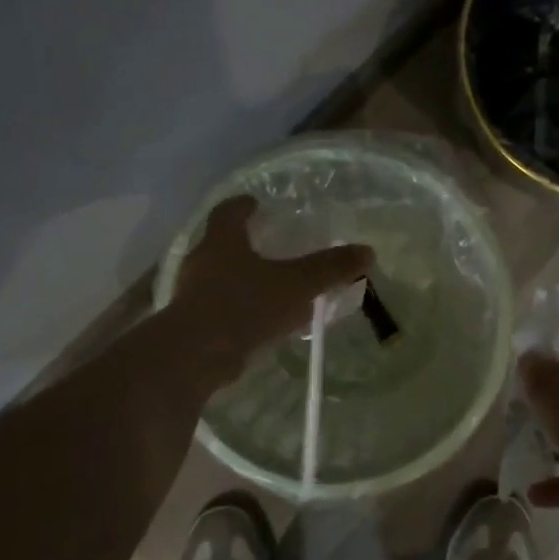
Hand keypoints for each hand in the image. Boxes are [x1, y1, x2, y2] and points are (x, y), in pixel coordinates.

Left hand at [168, 195, 373, 376]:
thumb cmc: (244, 305)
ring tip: (269, 286)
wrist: (196, 356)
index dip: (242, 206)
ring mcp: (191, 295)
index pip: (228, 212)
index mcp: (222, 241)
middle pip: (220, 244)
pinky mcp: (191, 326)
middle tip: (267, 243)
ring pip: (218, 278)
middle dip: (243, 243)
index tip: (254, 203)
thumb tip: (367, 251)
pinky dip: (238, 309)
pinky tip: (260, 322)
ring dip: (240, 279)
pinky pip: (219, 309)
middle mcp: (202, 262)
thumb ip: (329, 268)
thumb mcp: (296, 284)